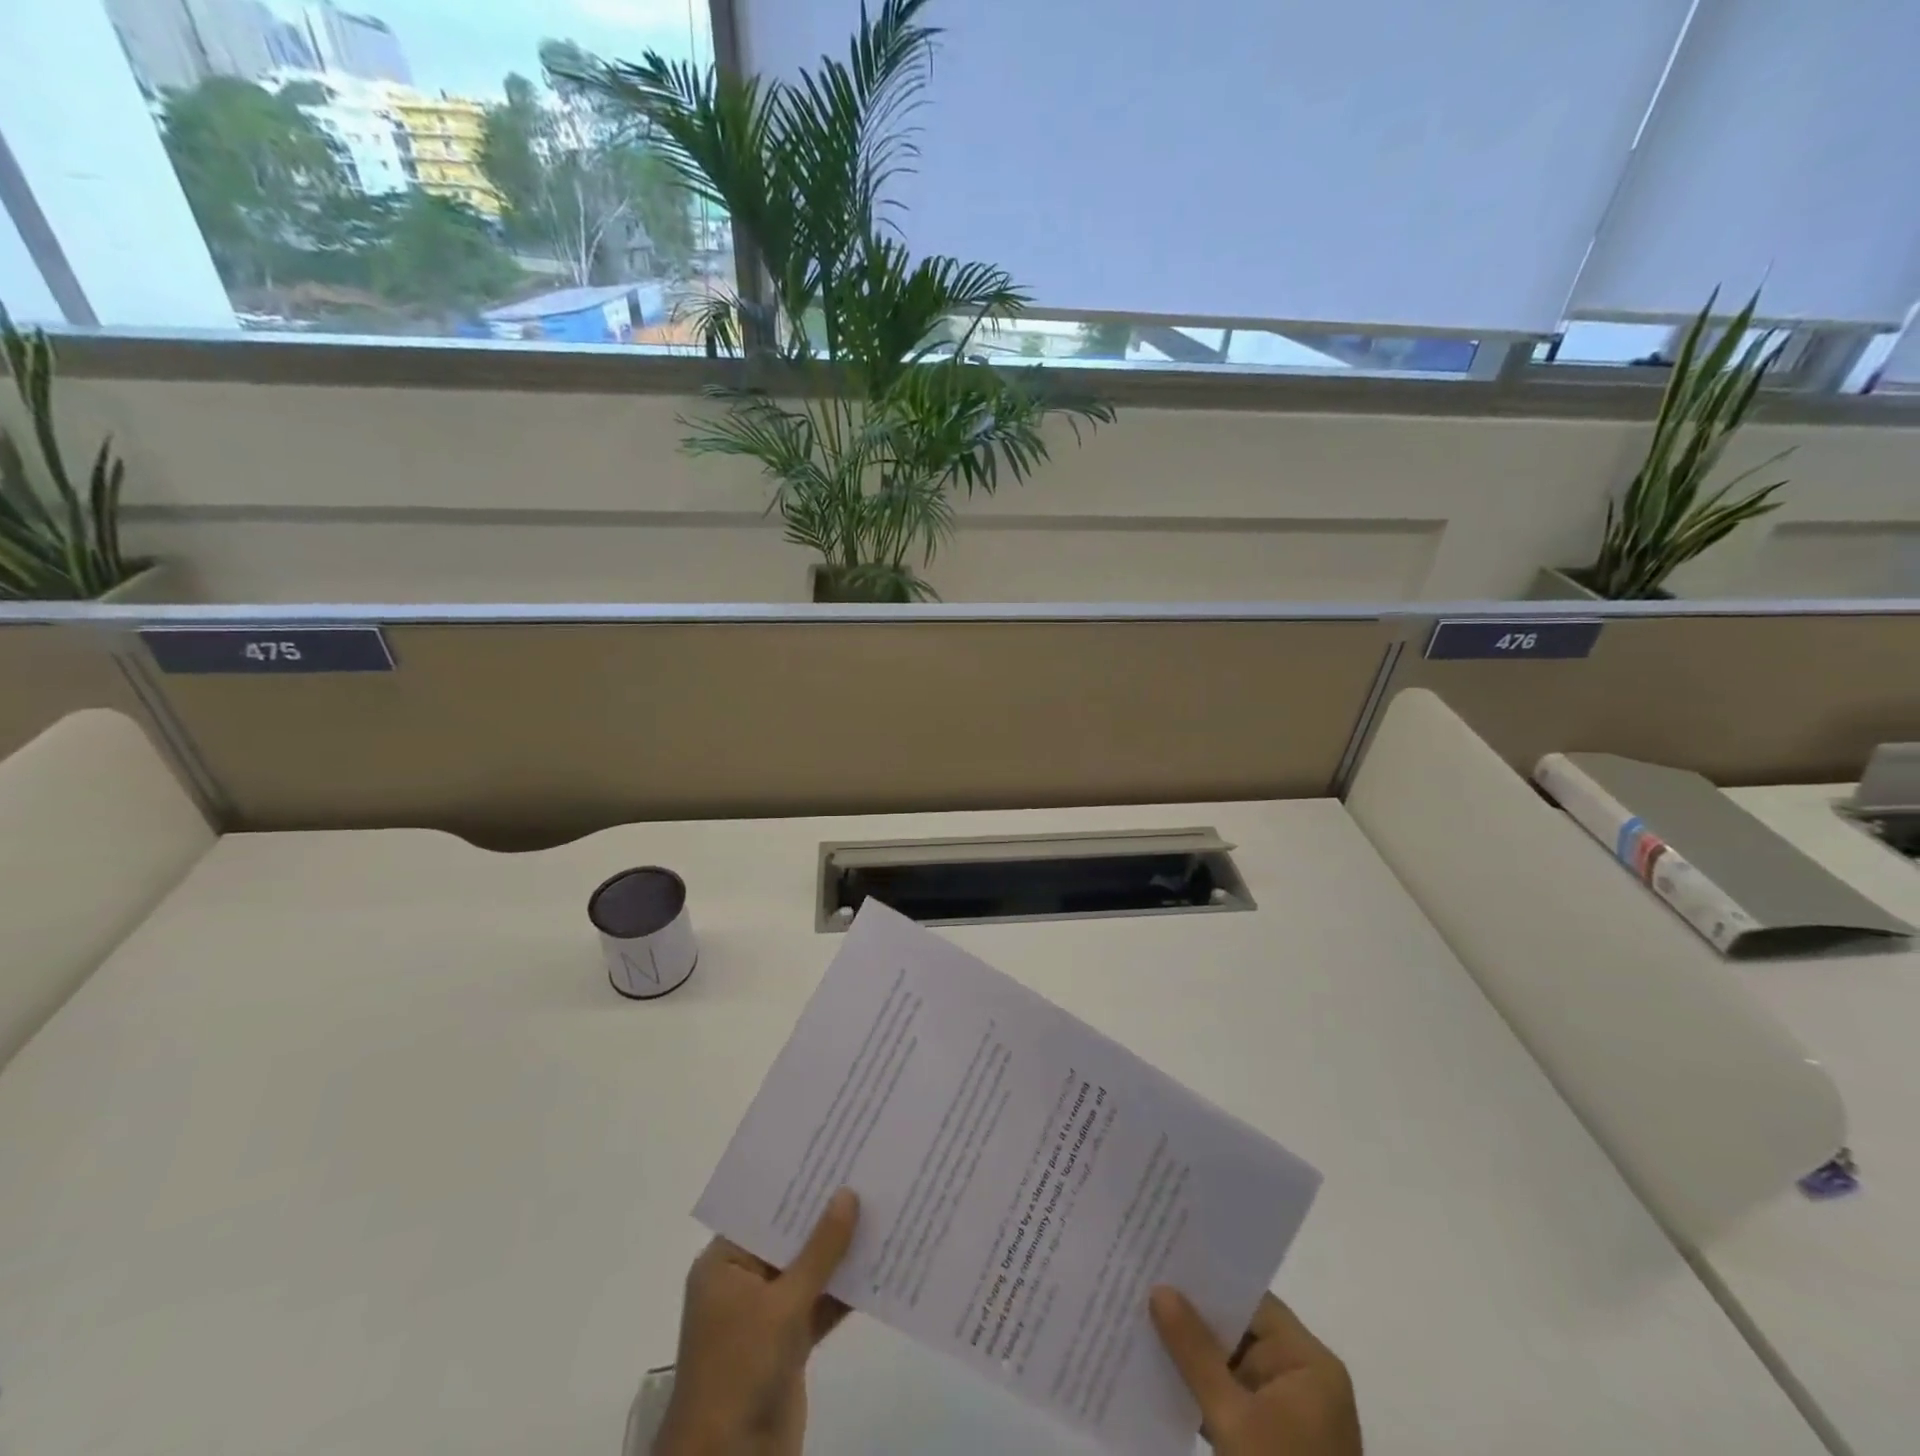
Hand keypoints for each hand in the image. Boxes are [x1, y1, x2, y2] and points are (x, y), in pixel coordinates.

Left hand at [655, 1188, 859, 1455]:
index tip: (835, 1151)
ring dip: (842, 1251)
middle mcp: (744, 1282)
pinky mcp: (790, 1344)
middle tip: (867, 1172)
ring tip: (883, 1208)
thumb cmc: (740, 1369)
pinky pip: (822, 1303)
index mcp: (724, 1264)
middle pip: (790, 1237)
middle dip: (827, 1213)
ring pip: (810, 1270)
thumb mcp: (782, 1305)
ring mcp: (767, 1314)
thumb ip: (820, 1250)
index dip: (798, 1182)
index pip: (764, 1209)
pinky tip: (882, 1263)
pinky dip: (846, 1289)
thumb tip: (849, 1193)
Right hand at [1149, 1286, 1361, 1455]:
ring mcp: (1291, 1414)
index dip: (1208, 1281)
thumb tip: (1160, 1290)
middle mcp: (1305, 1380)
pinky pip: (1233, 1397)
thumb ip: (1195, 1352)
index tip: (1162, 1260)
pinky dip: (1202, 1387)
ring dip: (1193, 1353)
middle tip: (1142, 1286)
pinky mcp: (1274, 1442)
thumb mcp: (1232, 1420)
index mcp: (1309, 1364)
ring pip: (1233, 1364)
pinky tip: (1161, 1372)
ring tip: (1141, 1321)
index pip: (1252, 1302)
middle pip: (1242, 1330)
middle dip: (1194, 1316)